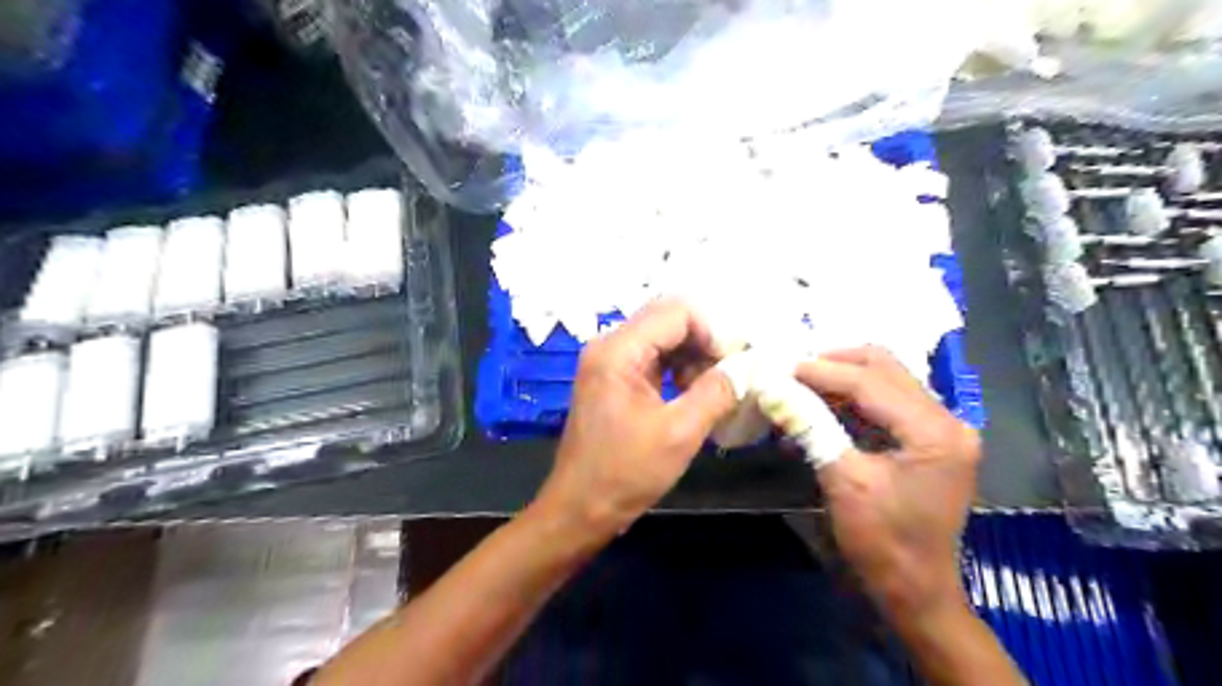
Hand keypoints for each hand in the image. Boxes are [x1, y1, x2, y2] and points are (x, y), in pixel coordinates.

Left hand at [541, 303, 732, 537]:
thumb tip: (746, 366)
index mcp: (618, 350)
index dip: (712, 331)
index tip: (733, 365)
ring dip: (693, 357)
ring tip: (712, 391)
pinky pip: (653, 358)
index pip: (677, 311)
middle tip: (728, 377)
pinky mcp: (612, 378)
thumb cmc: (625, 474)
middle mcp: (609, 345)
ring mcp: (608, 361)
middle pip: (668, 319)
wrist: (579, 509)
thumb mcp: (679, 434)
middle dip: (704, 343)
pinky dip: (677, 370)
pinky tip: (692, 396)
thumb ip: (716, 392)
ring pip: (663, 338)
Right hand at [793, 344, 981, 618]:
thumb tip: (774, 389)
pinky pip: (889, 401)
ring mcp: (943, 428)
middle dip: (836, 363)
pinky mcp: (931, 439)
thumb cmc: (882, 542)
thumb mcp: (843, 481)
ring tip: (803, 382)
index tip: (782, 367)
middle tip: (794, 370)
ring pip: (888, 379)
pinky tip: (825, 402)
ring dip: (844, 376)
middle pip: (886, 367)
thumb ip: (811, 427)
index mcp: (934, 432)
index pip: (871, 382)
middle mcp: (948, 420)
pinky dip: (855, 397)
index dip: (822, 371)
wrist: (916, 590)